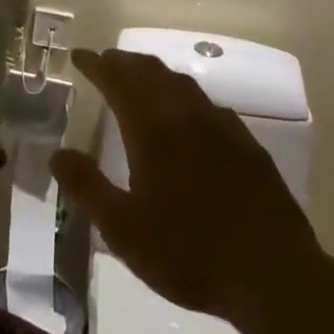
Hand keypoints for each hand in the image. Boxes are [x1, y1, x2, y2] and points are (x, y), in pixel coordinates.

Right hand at [51, 48, 328, 322]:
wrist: (275, 277)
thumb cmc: (190, 253)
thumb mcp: (123, 230)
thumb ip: (87, 187)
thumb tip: (57, 154)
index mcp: (153, 130)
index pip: (118, 81)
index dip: (97, 65)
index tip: (79, 56)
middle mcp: (186, 116)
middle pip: (151, 73)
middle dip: (124, 62)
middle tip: (106, 61)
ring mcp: (222, 127)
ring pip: (182, 83)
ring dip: (154, 73)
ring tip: (140, 77)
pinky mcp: (248, 146)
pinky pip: (208, 104)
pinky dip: (185, 96)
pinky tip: (189, 114)